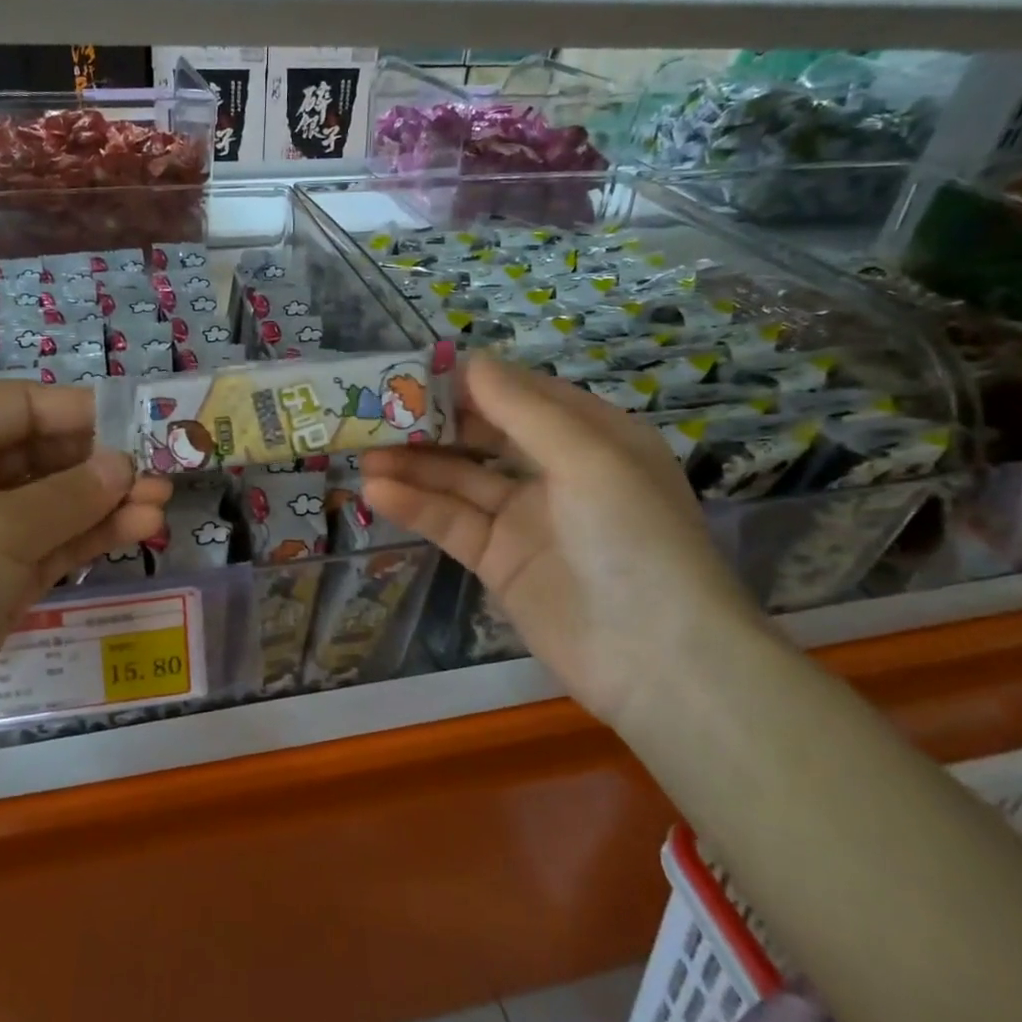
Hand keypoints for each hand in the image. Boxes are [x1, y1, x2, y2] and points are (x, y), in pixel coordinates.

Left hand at [0, 382, 169, 779]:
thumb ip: (70, 493)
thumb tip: (124, 465)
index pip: (18, 407)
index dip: (76, 411)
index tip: (134, 425)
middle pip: (40, 456)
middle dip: (99, 464)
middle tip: (159, 475)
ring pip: (51, 506)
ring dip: (104, 504)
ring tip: (161, 507)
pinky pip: (49, 547)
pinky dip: (89, 538)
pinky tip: (137, 531)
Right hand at [360, 357, 765, 725]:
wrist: (658, 660)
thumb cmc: (634, 540)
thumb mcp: (588, 459)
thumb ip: (523, 410)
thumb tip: (469, 361)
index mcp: (591, 437)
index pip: (521, 395)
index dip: (471, 382)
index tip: (415, 371)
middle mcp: (557, 472)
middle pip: (484, 436)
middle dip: (433, 424)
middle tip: (377, 412)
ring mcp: (525, 519)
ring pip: (460, 480)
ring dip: (414, 466)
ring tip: (363, 454)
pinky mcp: (499, 561)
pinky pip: (452, 523)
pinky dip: (416, 507)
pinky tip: (378, 492)